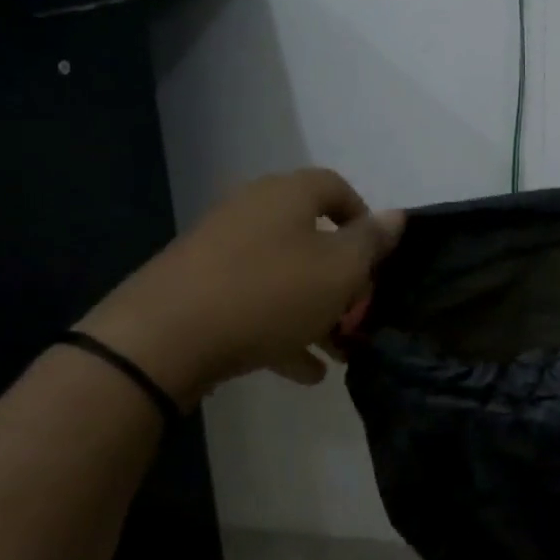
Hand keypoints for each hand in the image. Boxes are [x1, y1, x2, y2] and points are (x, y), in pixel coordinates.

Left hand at [77, 169, 403, 406]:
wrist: (162, 338)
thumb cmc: (269, 293)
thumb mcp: (339, 270)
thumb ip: (371, 242)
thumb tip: (396, 215)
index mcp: (287, 195)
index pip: (336, 188)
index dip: (364, 219)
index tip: (378, 258)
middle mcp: (251, 211)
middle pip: (311, 236)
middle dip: (343, 278)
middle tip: (361, 312)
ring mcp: (220, 250)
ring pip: (284, 275)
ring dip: (316, 310)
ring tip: (339, 351)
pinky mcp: (197, 288)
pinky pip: (253, 302)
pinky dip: (281, 328)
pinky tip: (304, 371)